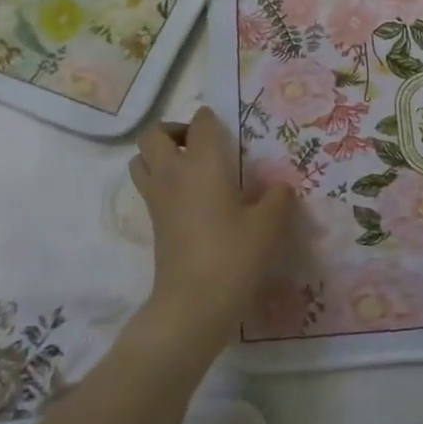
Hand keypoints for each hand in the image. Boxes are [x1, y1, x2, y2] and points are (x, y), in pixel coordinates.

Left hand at [127, 107, 293, 368]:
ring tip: (191, 170)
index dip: (211, 120)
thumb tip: (280, 188)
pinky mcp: (153, 224)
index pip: (200, 123)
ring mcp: (157, 199)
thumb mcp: (269, 226)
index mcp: (203, 164)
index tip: (228, 131)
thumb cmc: (234, 256)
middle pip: (154, 135)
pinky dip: (163, 182)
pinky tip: (194, 201)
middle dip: (174, 132)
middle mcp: (173, 173)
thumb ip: (278, 199)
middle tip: (201, 146)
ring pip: (141, 160)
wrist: (193, 303)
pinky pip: (149, 187)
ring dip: (160, 156)